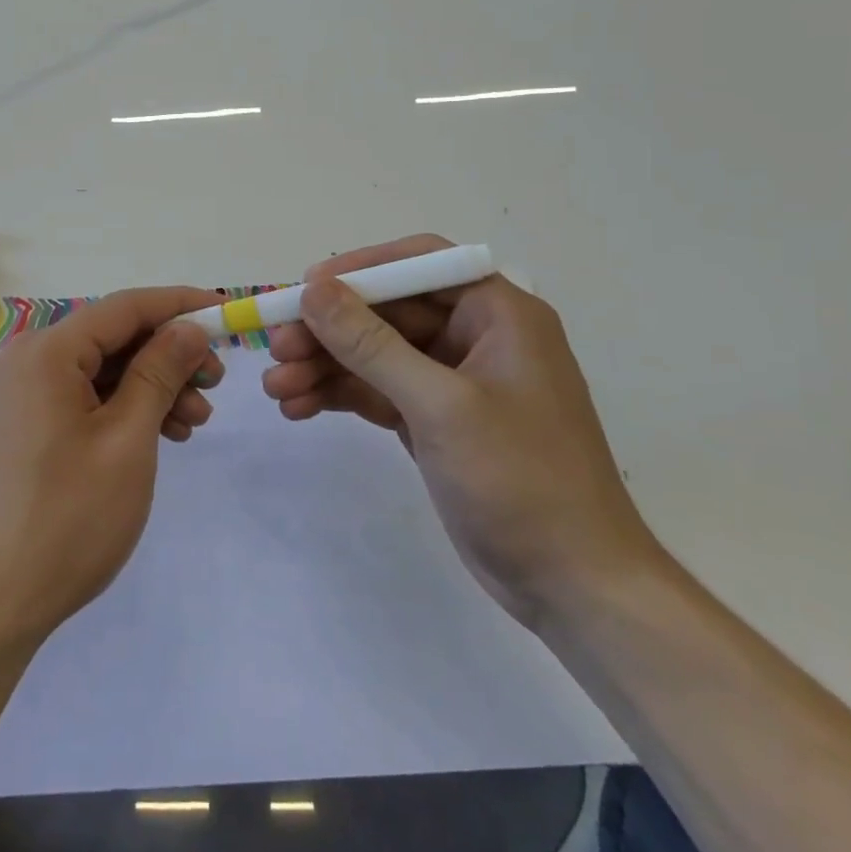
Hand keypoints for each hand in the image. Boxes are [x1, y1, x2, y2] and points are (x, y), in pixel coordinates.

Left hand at [0, 287, 223, 646]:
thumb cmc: (68, 518)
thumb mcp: (128, 439)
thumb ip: (159, 372)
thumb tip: (189, 328)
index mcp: (46, 351)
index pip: (125, 307)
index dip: (180, 304)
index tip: (228, 312)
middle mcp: (28, 360)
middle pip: (112, 337)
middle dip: (169, 355)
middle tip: (216, 382)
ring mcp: (22, 394)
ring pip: (101, 370)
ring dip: (151, 386)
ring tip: (195, 420)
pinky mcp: (24, 425)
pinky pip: (83, 397)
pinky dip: (123, 408)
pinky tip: (160, 433)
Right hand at [263, 235, 658, 627]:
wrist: (574, 587)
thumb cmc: (521, 480)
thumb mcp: (439, 405)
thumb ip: (371, 344)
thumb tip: (314, 289)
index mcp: (497, 314)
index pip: (419, 264)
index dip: (359, 270)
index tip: (304, 289)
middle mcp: (474, 336)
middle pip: (386, 311)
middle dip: (329, 330)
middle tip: (276, 348)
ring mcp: (452, 381)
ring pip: (374, 354)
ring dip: (324, 366)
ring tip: (276, 388)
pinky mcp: (434, 420)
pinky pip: (376, 391)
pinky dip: (339, 395)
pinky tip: (298, 408)